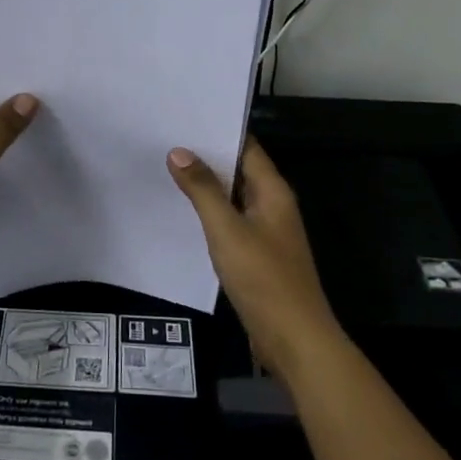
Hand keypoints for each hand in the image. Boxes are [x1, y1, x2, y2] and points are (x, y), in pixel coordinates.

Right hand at [166, 138, 342, 381]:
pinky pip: (232, 223)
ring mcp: (267, 232)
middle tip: (166, 141)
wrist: (294, 340)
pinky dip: (210, 214)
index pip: (246, 148)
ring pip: (233, 198)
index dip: (218, 132)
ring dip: (206, 187)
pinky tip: (184, 214)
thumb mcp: (227, 230)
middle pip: (239, 171)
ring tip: (167, 170)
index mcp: (273, 192)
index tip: (184, 119)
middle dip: (206, 157)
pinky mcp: (258, 256)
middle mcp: (273, 206)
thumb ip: (203, 189)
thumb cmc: (264, 279)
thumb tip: (179, 151)